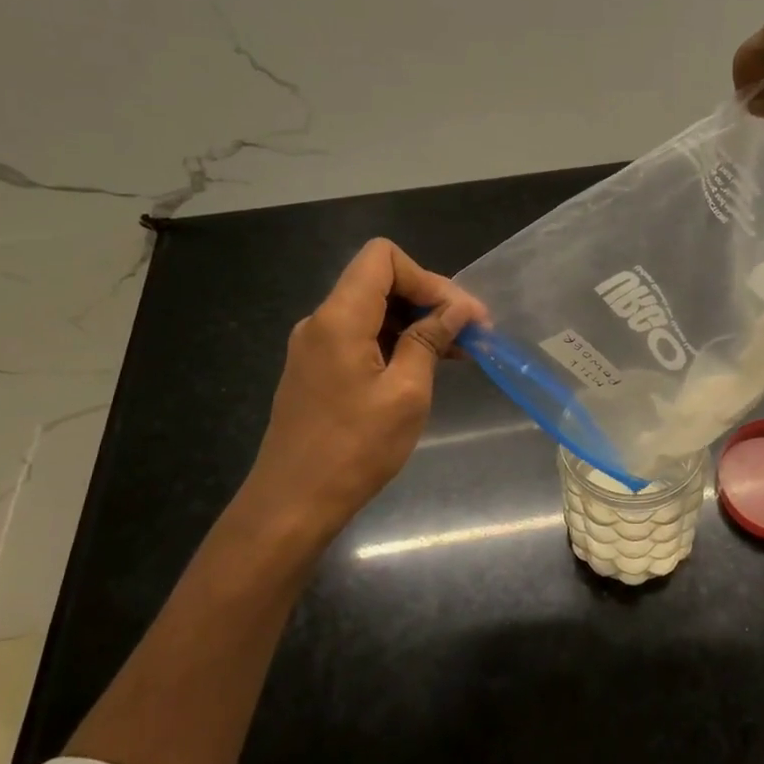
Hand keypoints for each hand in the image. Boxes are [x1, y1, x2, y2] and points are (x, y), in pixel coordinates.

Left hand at [235, 238, 483, 545]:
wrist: (291, 506)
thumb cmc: (354, 449)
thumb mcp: (406, 393)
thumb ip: (429, 340)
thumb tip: (457, 310)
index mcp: (339, 318)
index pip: (383, 257)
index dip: (427, 277)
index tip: (458, 314)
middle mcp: (321, 321)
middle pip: (380, 281)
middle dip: (429, 299)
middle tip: (472, 331)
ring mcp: (316, 346)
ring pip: (373, 310)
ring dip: (416, 322)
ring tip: (459, 351)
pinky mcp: (318, 369)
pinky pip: (362, 336)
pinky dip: (396, 342)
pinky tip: (425, 366)